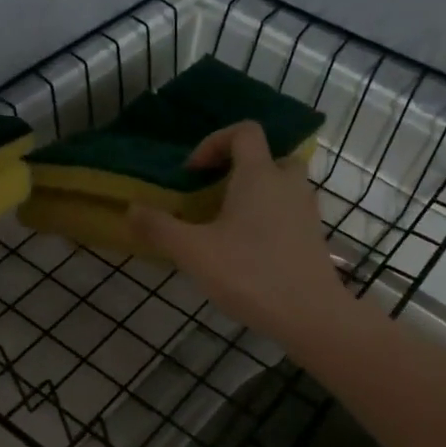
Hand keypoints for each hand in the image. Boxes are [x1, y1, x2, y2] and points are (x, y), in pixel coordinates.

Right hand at [128, 121, 357, 350]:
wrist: (311, 315)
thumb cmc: (250, 274)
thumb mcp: (194, 252)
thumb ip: (160, 228)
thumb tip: (131, 209)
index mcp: (260, 175)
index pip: (244, 131)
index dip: (214, 142)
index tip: (193, 172)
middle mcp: (288, 184)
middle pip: (268, 156)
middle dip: (240, 169)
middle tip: (215, 195)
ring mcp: (307, 210)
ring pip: (282, 186)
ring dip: (255, 195)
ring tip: (228, 226)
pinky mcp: (314, 237)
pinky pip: (289, 212)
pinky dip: (270, 219)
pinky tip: (249, 252)